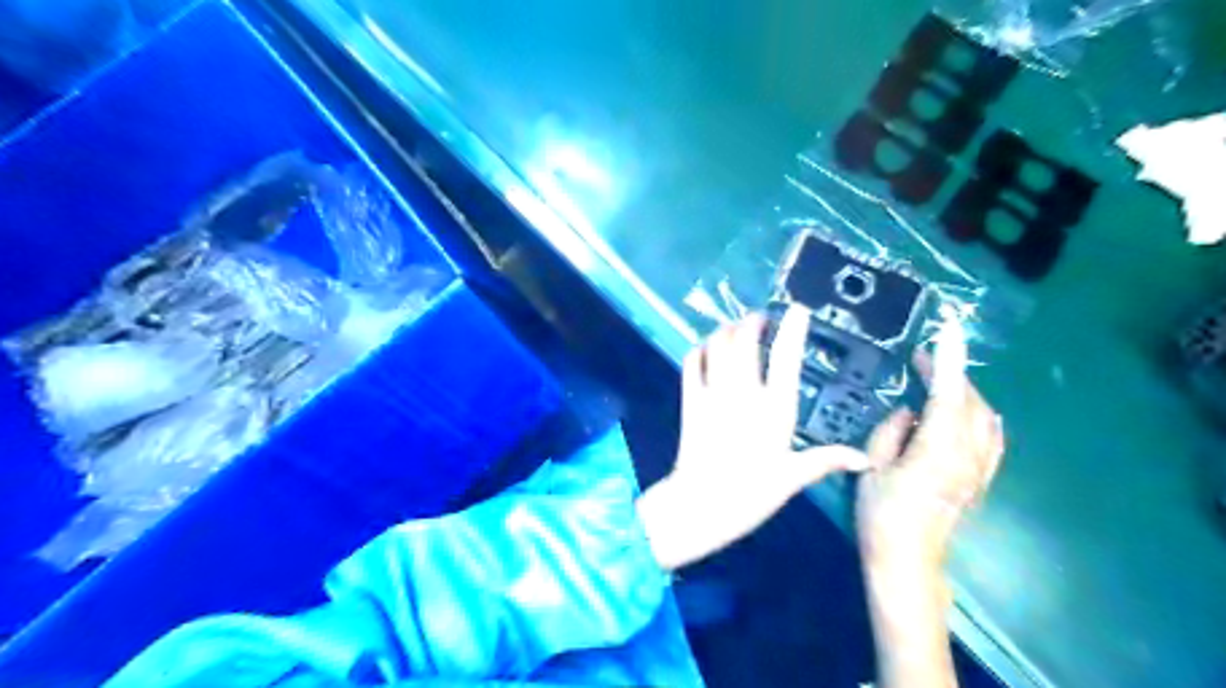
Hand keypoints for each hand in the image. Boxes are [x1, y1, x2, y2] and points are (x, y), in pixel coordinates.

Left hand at [636, 309, 865, 571]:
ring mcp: (713, 392)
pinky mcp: (690, 399)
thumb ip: (828, 460)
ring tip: (737, 328)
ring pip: (717, 344)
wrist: (701, 505)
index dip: (793, 327)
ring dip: (727, 329)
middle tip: (761, 319)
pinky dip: (700, 348)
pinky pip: (691, 361)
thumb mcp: (794, 477)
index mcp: (775, 408)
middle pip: (745, 339)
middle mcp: (744, 391)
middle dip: (753, 321)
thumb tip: (866, 460)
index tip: (798, 309)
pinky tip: (707, 348)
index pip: (786, 357)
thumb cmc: (752, 493)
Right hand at [855, 335, 999, 572]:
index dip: (948, 358)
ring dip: (963, 392)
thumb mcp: (872, 465)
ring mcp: (979, 467)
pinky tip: (971, 410)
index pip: (949, 392)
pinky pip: (991, 437)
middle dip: (950, 372)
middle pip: (969, 400)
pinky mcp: (980, 479)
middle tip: (921, 358)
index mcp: (938, 448)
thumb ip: (892, 430)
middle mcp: (968, 453)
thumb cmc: (881, 513)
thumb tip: (909, 410)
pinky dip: (980, 415)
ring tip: (937, 380)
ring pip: (983, 416)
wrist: (908, 560)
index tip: (948, 327)